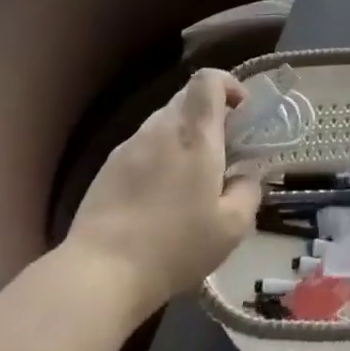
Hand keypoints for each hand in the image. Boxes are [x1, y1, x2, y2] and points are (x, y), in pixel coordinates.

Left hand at [65, 69, 262, 320]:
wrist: (101, 271)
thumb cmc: (175, 246)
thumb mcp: (231, 228)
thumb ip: (249, 192)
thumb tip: (246, 176)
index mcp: (195, 134)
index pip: (209, 79)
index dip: (228, 84)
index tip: (241, 112)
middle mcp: (162, 127)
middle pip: (187, 97)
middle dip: (209, 114)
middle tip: (222, 151)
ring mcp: (131, 144)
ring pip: (164, 123)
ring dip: (183, 137)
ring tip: (190, 179)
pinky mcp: (109, 165)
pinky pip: (143, 146)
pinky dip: (159, 157)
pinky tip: (158, 197)